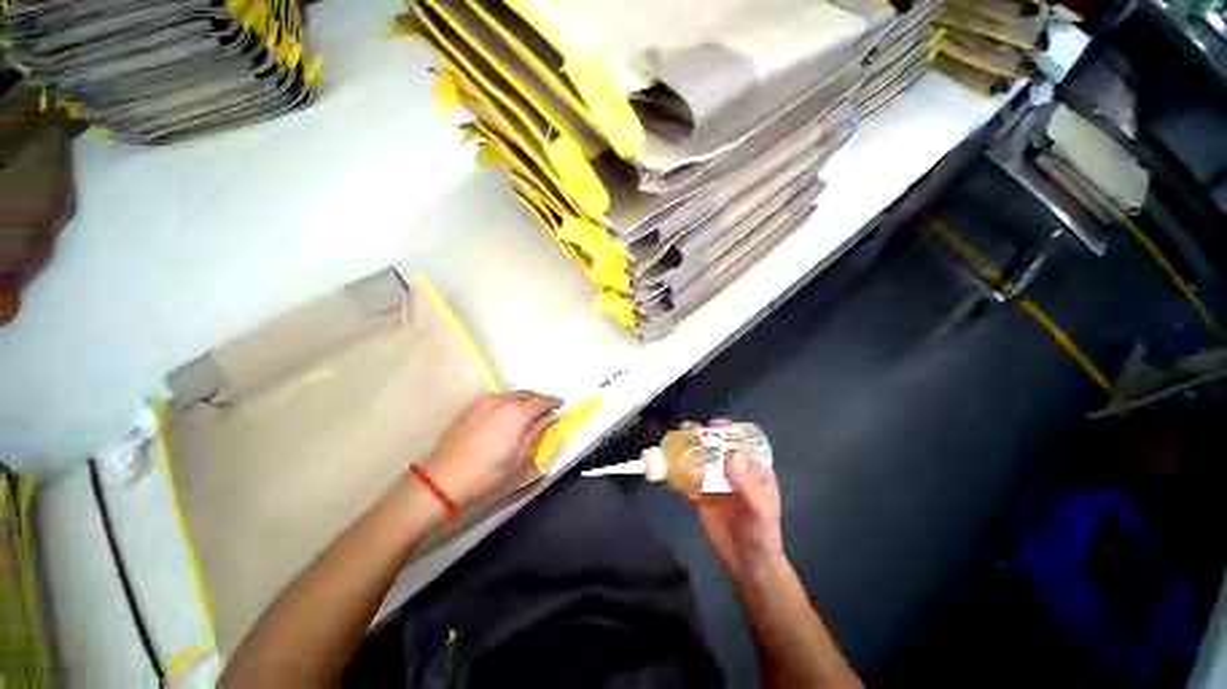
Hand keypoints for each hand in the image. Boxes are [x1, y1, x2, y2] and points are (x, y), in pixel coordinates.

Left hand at [418, 391, 561, 510]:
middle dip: (539, 401)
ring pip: (511, 396)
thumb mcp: (520, 459)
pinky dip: (507, 404)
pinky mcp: (470, 408)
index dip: (554, 403)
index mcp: (518, 412)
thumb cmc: (487, 475)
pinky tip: (506, 418)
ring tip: (526, 415)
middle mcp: (501, 400)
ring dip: (523, 402)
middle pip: (527, 394)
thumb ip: (538, 433)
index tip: (561, 405)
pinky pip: (497, 400)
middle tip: (546, 412)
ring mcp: (483, 402)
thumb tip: (550, 418)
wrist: (440, 482)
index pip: (543, 401)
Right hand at [687, 420, 784, 581]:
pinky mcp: (702, 496)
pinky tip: (669, 470)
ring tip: (673, 443)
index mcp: (752, 469)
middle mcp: (733, 472)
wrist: (747, 564)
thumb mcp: (759, 508)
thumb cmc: (761, 533)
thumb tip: (731, 454)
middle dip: (701, 437)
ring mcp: (716, 483)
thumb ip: (746, 483)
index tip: (713, 424)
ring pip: (699, 461)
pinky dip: (678, 474)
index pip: (740, 442)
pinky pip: (688, 480)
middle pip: (715, 448)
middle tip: (686, 428)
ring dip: (687, 451)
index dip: (727, 430)